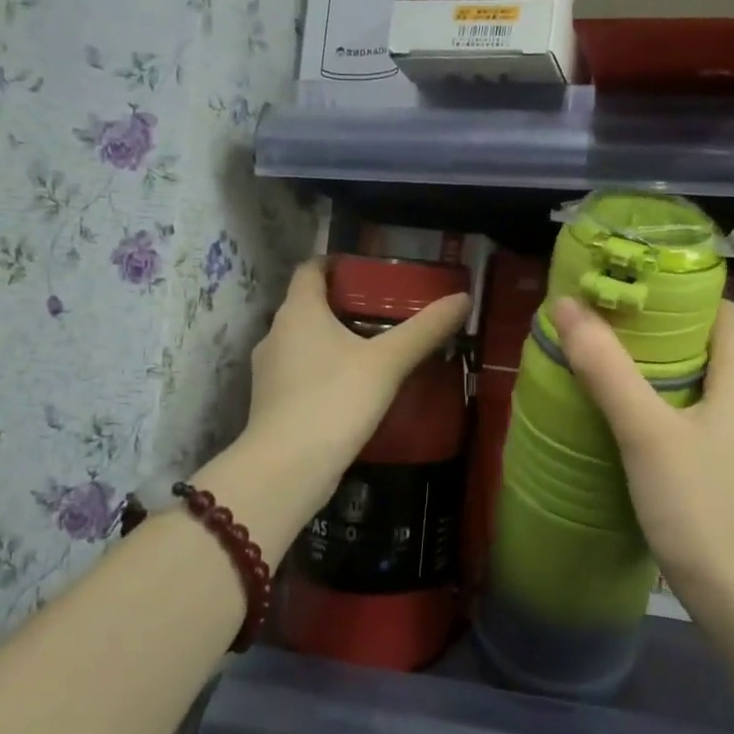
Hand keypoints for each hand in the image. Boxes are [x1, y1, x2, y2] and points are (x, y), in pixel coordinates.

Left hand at [244, 259, 469, 492]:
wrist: (287, 469)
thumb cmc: (335, 400)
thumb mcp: (388, 362)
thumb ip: (425, 329)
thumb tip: (463, 298)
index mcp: (298, 311)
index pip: (311, 269)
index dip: (336, 263)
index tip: (367, 270)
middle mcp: (276, 334)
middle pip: (308, 305)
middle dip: (343, 304)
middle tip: (385, 310)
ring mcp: (269, 371)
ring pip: (304, 342)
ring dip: (334, 340)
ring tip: (375, 348)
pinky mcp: (272, 403)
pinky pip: (302, 373)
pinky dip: (326, 370)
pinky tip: (354, 387)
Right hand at [551, 296, 733, 629]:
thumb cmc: (701, 508)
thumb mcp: (645, 432)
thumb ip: (606, 368)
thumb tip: (567, 305)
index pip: (720, 311)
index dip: (678, 296)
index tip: (628, 297)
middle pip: (713, 349)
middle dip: (663, 339)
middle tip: (608, 338)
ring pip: (712, 391)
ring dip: (670, 380)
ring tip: (618, 382)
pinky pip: (714, 426)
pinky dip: (682, 416)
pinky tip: (646, 436)